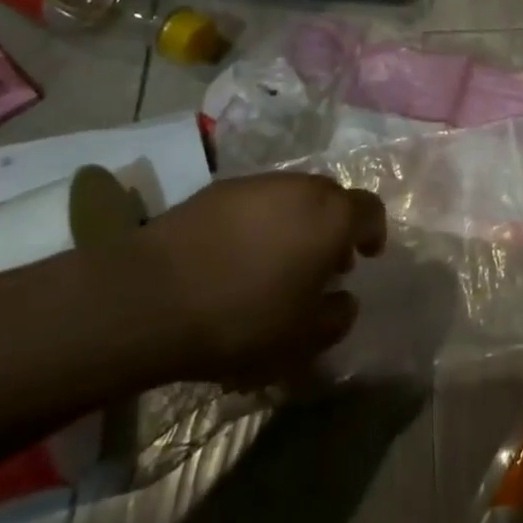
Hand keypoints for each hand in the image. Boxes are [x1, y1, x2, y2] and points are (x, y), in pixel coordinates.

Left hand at [130, 172, 386, 383]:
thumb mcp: (303, 338)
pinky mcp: (215, 190)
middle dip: (334, 226)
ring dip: (295, 221)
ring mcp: (255, 184)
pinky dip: (258, 221)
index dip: (373, 232)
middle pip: (332, 197)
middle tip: (322, 262)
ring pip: (291, 196)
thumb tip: (344, 300)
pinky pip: (254, 201)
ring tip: (277, 259)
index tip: (365, 257)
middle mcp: (300, 188)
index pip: (370, 209)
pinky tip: (237, 255)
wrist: (149, 297)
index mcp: (331, 217)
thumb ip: (337, 317)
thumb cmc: (242, 318)